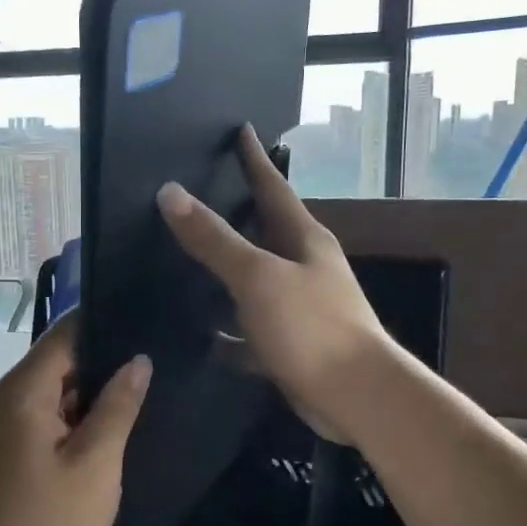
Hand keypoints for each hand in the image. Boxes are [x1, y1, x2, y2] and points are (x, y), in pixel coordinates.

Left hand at [0, 315, 150, 525]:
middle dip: (106, 356)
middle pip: (61, 357)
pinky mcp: (12, 447)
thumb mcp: (95, 462)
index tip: (148, 319)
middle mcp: (9, 396)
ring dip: (94, 388)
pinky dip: (79, 413)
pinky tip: (113, 419)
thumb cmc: (48, 522)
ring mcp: (8, 423)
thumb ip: (118, 406)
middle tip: (158, 354)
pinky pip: (49, 412)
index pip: (67, 332)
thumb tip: (139, 359)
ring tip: (145, 381)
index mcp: (25, 390)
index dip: (107, 322)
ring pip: (58, 387)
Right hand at [157, 125, 394, 445]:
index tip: (241, 129)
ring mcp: (300, 307)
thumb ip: (214, 239)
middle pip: (265, 232)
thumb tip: (170, 193)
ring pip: (256, 281)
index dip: (254, 159)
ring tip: (188, 261)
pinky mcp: (292, 345)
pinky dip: (231, 332)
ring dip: (229, 272)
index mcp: (304, 240)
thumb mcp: (258, 277)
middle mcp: (305, 267)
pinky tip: (205, 335)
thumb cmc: (311, 326)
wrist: (355, 396)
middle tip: (200, 194)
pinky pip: (252, 331)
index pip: (274, 187)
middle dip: (237, 213)